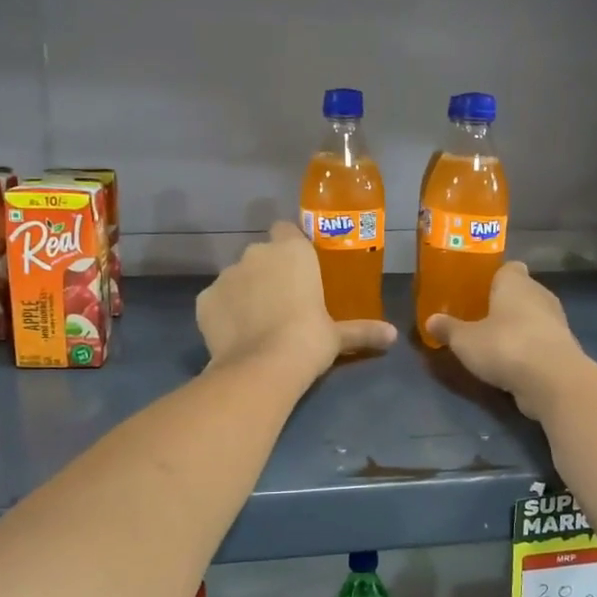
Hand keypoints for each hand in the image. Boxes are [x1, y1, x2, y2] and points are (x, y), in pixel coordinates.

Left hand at [197, 223, 396, 379]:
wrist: (261, 367)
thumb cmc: (308, 340)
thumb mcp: (338, 336)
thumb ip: (363, 331)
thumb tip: (392, 336)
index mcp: (292, 252)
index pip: (285, 230)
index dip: (289, 245)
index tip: (298, 268)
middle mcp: (256, 254)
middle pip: (261, 255)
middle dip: (267, 272)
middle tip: (281, 301)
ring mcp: (226, 275)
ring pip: (237, 277)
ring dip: (245, 292)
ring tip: (256, 323)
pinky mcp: (204, 299)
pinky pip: (216, 300)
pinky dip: (223, 312)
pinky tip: (234, 335)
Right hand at [426, 262, 588, 420]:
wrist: (553, 380)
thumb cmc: (505, 345)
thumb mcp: (465, 340)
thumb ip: (448, 329)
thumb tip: (431, 320)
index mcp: (516, 282)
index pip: (508, 268)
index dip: (494, 277)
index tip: (478, 291)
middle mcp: (540, 295)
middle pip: (521, 292)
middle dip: (504, 304)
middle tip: (480, 318)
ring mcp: (556, 322)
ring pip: (533, 317)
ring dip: (518, 328)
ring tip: (494, 343)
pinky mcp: (564, 348)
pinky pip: (541, 341)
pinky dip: (529, 349)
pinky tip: (512, 363)